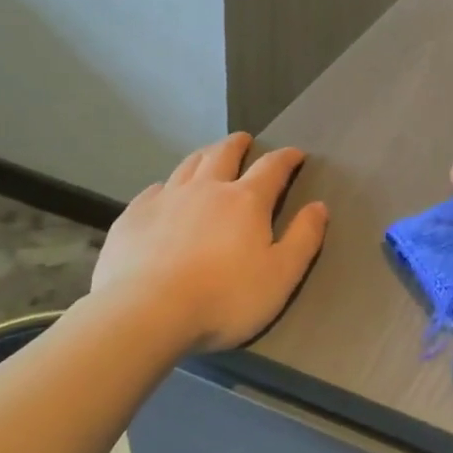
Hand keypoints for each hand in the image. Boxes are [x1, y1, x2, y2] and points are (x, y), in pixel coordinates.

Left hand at [88, 132, 328, 351]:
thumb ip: (303, 238)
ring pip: (188, 165)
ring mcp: (166, 199)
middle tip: (244, 140)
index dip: (286, 158)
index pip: (272, 167)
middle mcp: (206, 188)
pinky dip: (167, 186)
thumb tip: (319, 206)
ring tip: (208, 156)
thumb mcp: (281, 275)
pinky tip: (164, 195)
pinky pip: (154, 190)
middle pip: (224, 154)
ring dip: (203, 156)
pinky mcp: (133, 216)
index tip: (296, 154)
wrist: (147, 312)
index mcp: (246, 201)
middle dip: (238, 144)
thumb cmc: (224, 298)